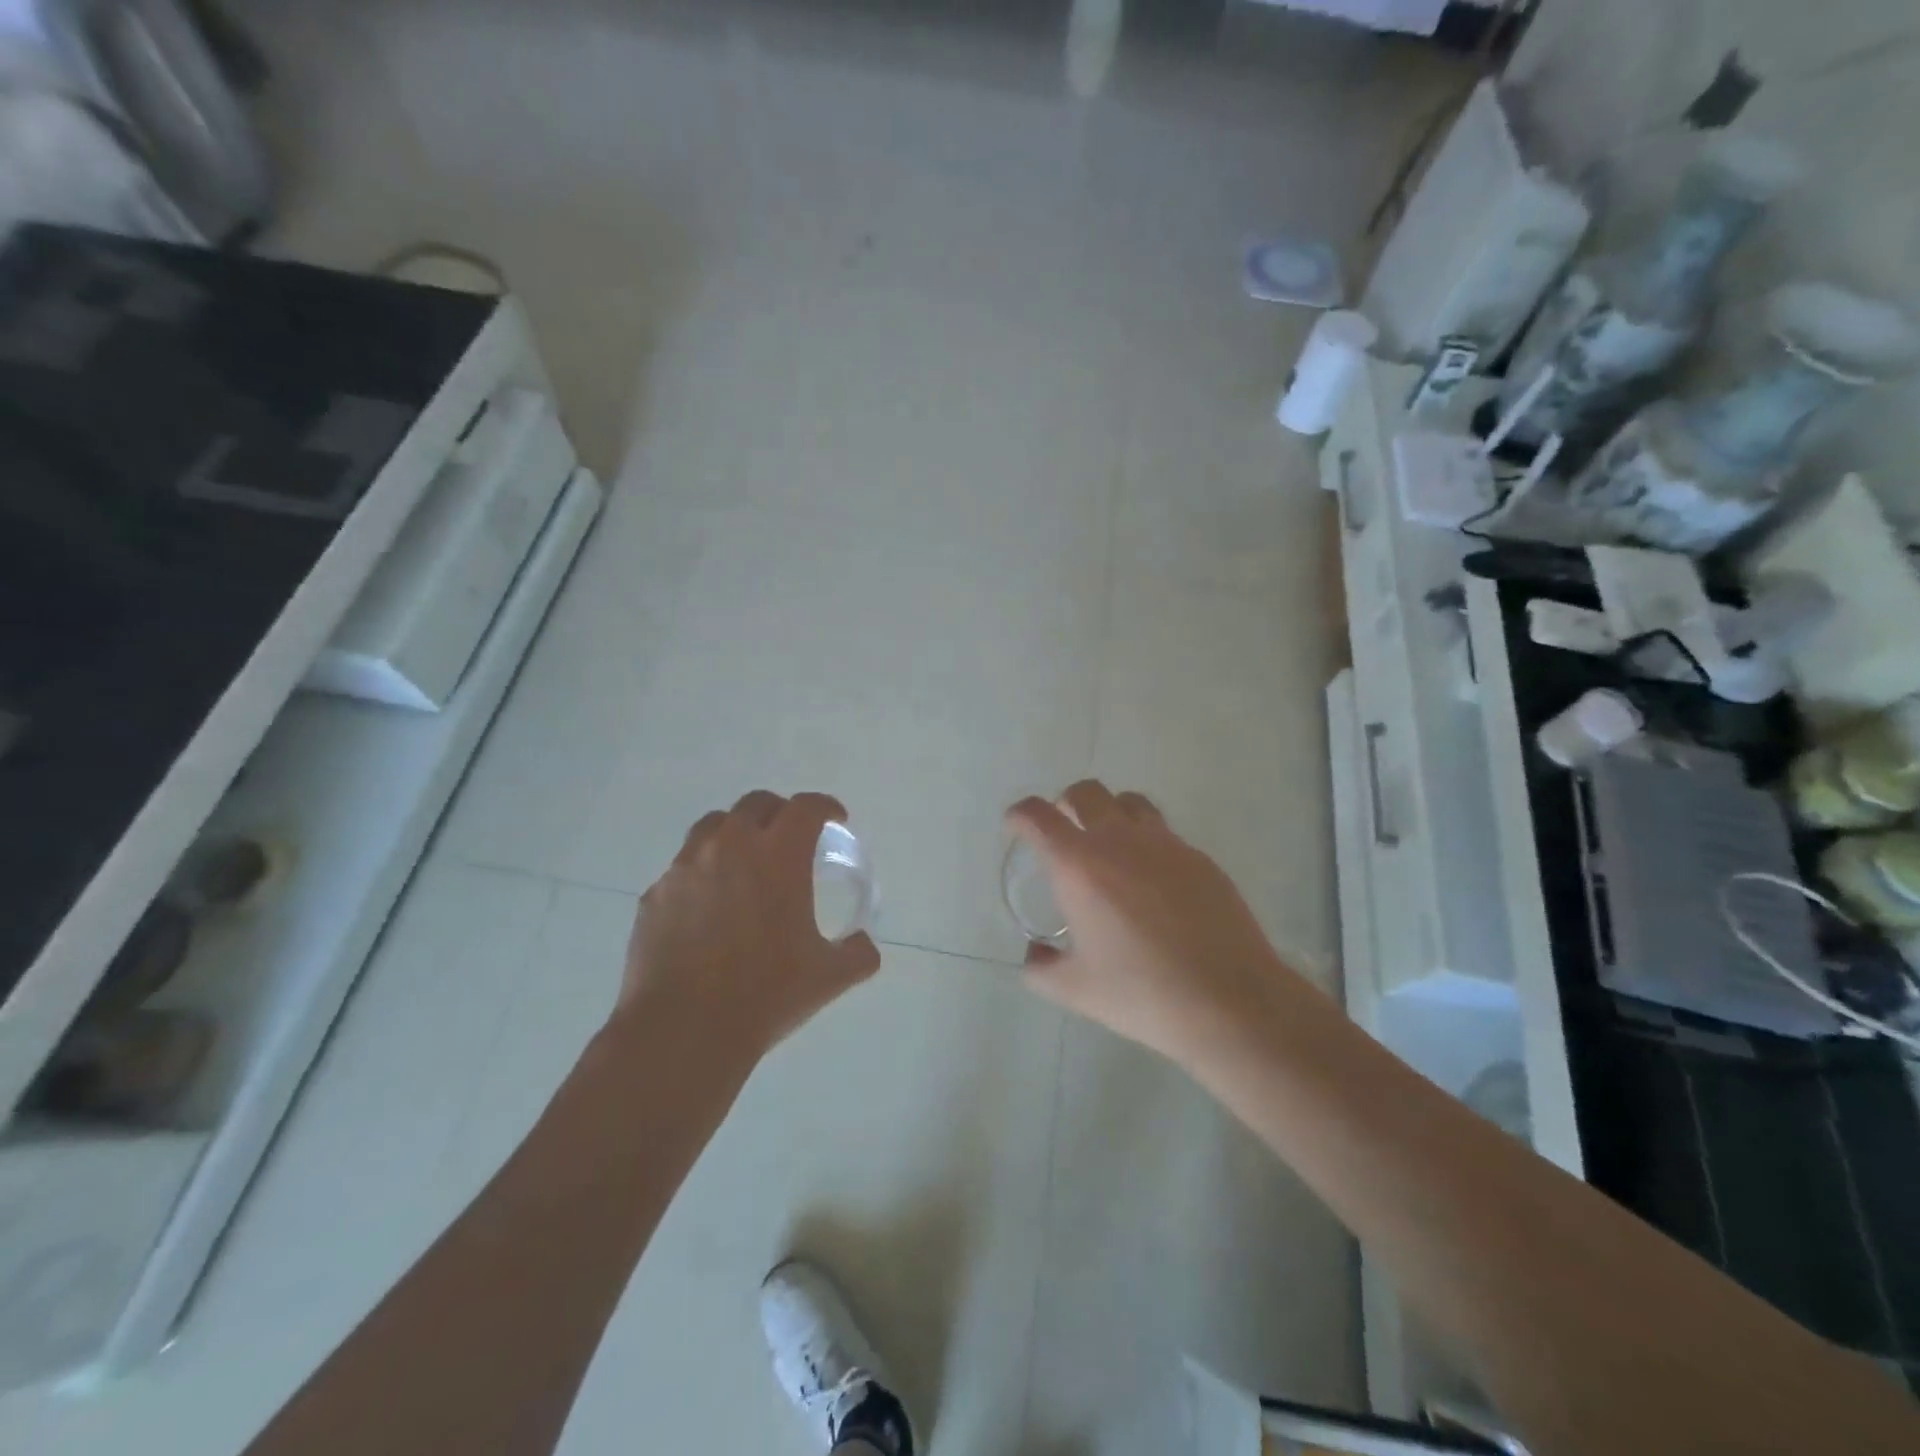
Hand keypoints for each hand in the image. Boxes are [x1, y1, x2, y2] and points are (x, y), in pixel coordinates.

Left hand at [616, 791, 880, 1067]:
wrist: (683, 1030)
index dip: (825, 807)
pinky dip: (703, 870)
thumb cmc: (765, 995)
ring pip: (714, 826)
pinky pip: (684, 866)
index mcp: (779, 856)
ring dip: (737, 832)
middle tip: (791, 838)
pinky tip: (709, 905)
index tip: (835, 819)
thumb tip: (864, 945)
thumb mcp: (828, 977)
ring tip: (745, 861)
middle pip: (757, 804)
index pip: (806, 808)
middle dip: (780, 813)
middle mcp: (731, 847)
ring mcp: (686, 867)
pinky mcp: (656, 894)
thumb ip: (857, 953)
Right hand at [1005, 780, 1307, 1065]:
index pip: (1037, 816)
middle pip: (1085, 792)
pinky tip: (1154, 883)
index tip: (1015, 826)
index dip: (1019, 815)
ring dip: (1110, 813)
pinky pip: (1165, 834)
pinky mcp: (1200, 858)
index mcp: (1078, 866)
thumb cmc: (1140, 993)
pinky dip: (1148, 843)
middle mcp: (1119, 840)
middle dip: (1065, 804)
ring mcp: (1165, 844)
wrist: (1227, 1000)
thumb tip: (1034, 954)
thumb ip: (1041, 968)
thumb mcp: (1075, 990)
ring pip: (1130, 802)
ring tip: (1110, 846)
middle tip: (1063, 833)